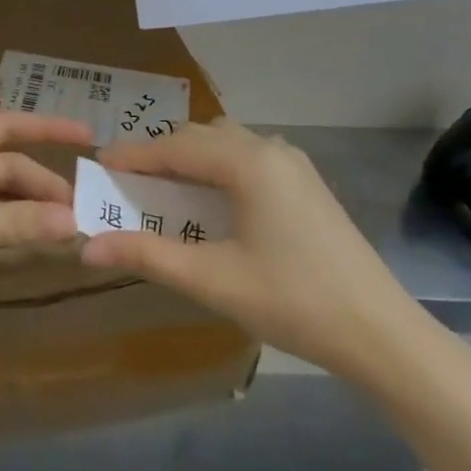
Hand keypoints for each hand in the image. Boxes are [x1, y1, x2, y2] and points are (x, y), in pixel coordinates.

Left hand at [0, 112, 93, 335]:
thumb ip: (13, 223)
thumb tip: (74, 222)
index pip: (5, 126)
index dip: (47, 129)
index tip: (88, 135)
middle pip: (5, 169)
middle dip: (41, 188)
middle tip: (82, 212)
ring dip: (27, 214)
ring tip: (66, 232)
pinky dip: (7, 233)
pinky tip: (32, 247)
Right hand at [80, 119, 423, 381]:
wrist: (382, 333)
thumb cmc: (293, 301)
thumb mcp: (213, 280)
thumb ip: (148, 256)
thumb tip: (88, 246)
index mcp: (248, 162)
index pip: (175, 147)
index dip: (133, 156)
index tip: (98, 165)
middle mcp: (271, 149)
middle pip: (201, 137)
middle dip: (159, 154)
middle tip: (124, 180)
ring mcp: (294, 165)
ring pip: (226, 144)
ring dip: (190, 159)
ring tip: (161, 188)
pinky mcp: (307, 184)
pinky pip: (248, 159)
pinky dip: (217, 169)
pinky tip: (210, 200)